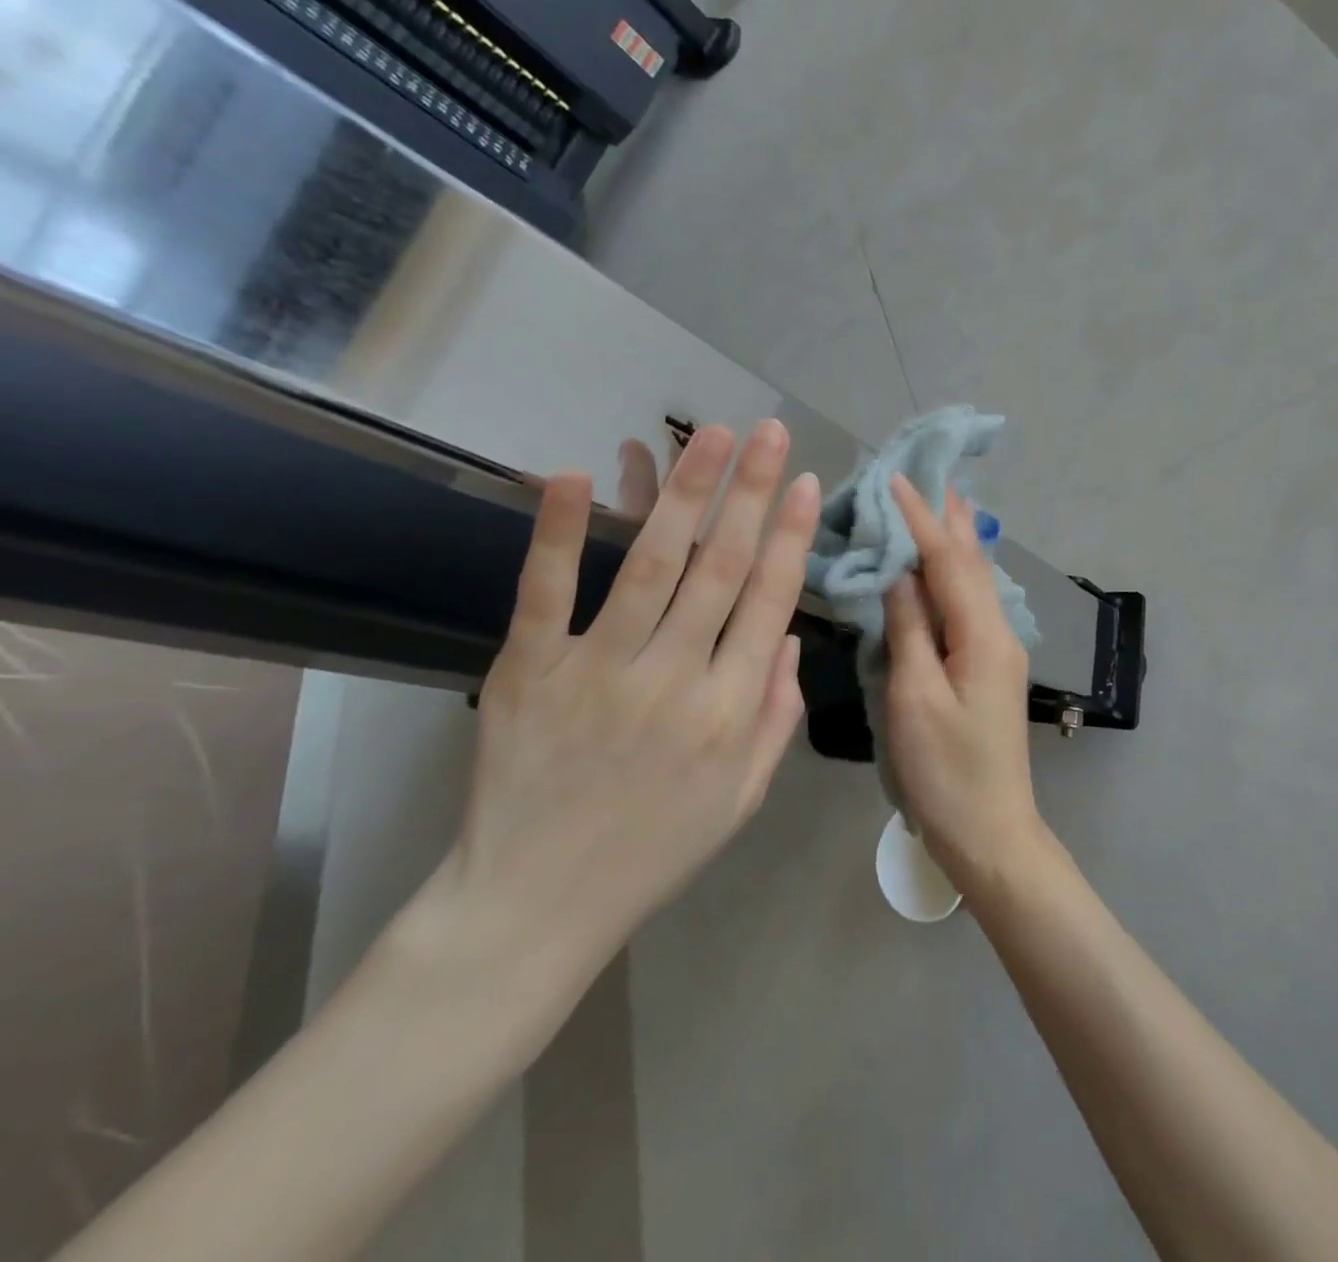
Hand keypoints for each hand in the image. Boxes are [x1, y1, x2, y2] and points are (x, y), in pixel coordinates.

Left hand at [407, 420, 819, 1050]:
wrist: (536, 906)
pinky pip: (546, 594)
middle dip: (753, 492)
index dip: (793, 536)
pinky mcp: (529, 673)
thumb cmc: (655, 851)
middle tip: (772, 432)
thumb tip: (790, 638)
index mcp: (730, 711)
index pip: (771, 601)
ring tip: (712, 436)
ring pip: (652, 565)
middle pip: (722, 567)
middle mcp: (675, 680)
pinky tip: (575, 474)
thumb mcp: (742, 798)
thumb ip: (775, 716)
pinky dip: (559, 533)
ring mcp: (598, 672)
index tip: (807, 484)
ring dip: (685, 493)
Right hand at [883, 476, 1044, 890]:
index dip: (921, 519)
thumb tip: (900, 575)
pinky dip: (957, 576)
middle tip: (935, 475)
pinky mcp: (990, 670)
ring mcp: (999, 652)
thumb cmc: (946, 771)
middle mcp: (999, 634)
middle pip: (973, 564)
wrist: (991, 832)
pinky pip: (973, 606)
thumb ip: (909, 631)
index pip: (948, 562)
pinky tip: (949, 569)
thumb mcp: (915, 699)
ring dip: (958, 542)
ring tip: (945, 505)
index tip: (896, 479)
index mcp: (982, 637)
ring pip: (977, 583)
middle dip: (952, 519)